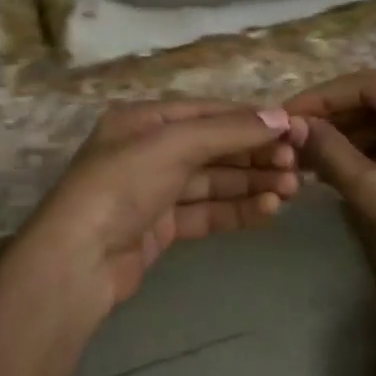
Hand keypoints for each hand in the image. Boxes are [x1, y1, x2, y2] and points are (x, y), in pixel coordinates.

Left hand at [9, 101, 305, 314]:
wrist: (77, 262)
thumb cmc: (122, 185)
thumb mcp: (175, 144)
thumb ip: (229, 130)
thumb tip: (282, 118)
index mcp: (144, 120)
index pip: (209, 112)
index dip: (251, 119)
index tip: (292, 130)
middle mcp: (149, 150)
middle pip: (214, 147)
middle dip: (256, 154)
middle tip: (297, 166)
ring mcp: (154, 191)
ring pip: (214, 181)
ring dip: (252, 183)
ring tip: (291, 190)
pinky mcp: (161, 228)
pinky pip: (207, 212)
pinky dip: (237, 210)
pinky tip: (268, 210)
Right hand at [287, 71, 375, 309]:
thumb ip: (331, 153)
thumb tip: (292, 125)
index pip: (370, 85)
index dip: (322, 99)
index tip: (284, 114)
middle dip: (336, 117)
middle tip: (291, 134)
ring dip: (352, 134)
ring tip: (307, 151)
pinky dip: (375, 148)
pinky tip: (339, 163)